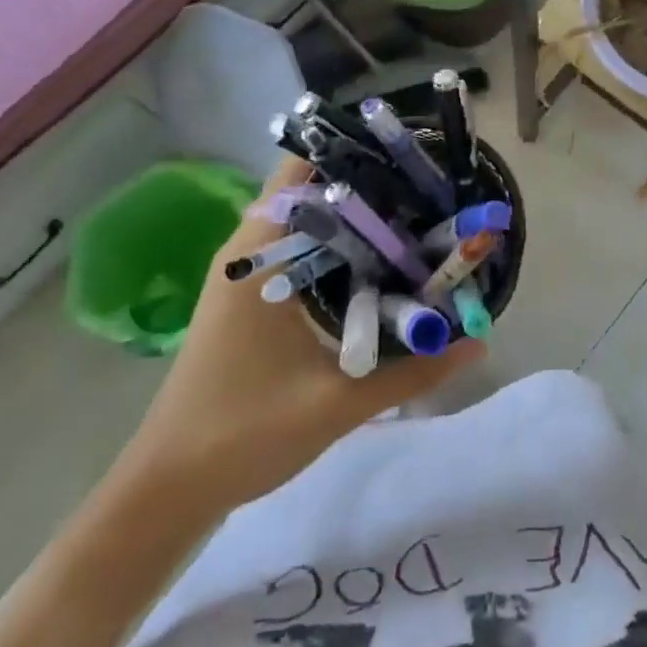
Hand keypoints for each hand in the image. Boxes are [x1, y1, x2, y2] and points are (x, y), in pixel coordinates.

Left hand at [117, 154, 483, 524]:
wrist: (167, 491)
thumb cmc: (243, 435)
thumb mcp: (338, 404)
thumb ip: (413, 371)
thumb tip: (479, 343)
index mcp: (257, 259)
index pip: (302, 173)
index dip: (354, 155)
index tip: (408, 158)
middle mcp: (246, 253)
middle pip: (309, 191)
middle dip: (366, 184)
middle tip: (426, 189)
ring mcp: (243, 275)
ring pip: (304, 222)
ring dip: (352, 217)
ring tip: (413, 215)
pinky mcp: (247, 299)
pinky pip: (297, 250)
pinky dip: (336, 246)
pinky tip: (377, 263)